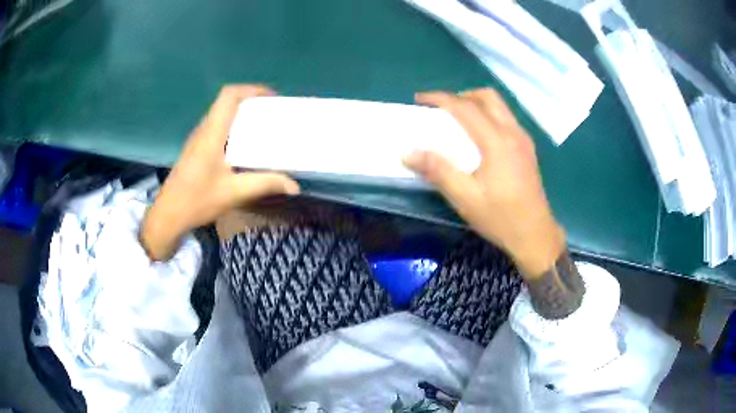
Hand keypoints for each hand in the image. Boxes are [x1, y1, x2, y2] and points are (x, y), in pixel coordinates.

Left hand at [141, 85, 299, 260]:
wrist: (168, 215)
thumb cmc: (198, 200)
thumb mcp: (234, 192)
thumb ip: (265, 184)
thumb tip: (294, 185)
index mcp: (212, 132)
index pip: (229, 95)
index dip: (252, 90)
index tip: (272, 99)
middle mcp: (203, 129)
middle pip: (226, 102)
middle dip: (251, 101)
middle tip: (271, 114)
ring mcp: (197, 139)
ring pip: (220, 114)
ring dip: (241, 114)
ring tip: (261, 127)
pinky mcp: (195, 149)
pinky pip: (216, 128)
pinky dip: (232, 127)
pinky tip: (243, 147)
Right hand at [404, 89, 564, 277]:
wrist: (535, 235)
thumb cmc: (501, 218)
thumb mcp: (465, 198)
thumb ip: (438, 171)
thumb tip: (408, 153)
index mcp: (497, 141)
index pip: (465, 107)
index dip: (440, 99)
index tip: (420, 100)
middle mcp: (513, 132)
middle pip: (487, 97)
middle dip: (461, 95)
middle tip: (442, 109)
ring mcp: (523, 139)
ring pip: (499, 105)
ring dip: (476, 103)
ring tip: (458, 119)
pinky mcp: (527, 148)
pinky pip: (506, 118)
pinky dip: (488, 115)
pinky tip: (479, 136)